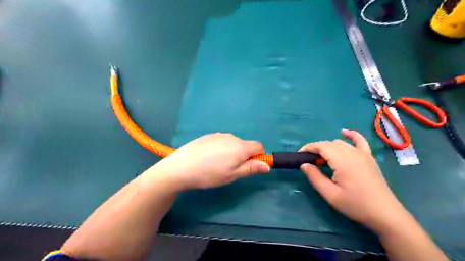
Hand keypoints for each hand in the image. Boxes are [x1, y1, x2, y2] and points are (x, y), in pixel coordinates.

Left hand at [149, 134, 270, 190]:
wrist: (182, 166)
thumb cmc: (210, 174)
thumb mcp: (233, 175)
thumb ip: (251, 169)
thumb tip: (267, 165)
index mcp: (241, 146)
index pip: (259, 146)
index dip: (258, 156)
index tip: (249, 166)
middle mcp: (232, 137)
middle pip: (245, 145)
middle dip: (244, 155)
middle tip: (231, 169)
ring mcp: (219, 135)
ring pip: (233, 143)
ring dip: (232, 152)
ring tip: (218, 164)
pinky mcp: (208, 135)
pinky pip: (221, 141)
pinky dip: (221, 148)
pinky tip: (208, 158)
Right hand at [301, 130, 406, 230]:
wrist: (385, 213)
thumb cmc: (355, 205)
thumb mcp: (330, 194)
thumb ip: (315, 178)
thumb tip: (303, 165)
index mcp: (342, 161)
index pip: (321, 146)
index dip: (308, 148)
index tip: (299, 155)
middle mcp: (352, 153)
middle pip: (329, 143)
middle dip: (316, 149)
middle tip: (309, 162)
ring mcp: (362, 154)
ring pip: (340, 143)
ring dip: (328, 147)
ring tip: (322, 159)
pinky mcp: (369, 157)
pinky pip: (360, 141)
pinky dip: (351, 135)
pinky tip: (344, 132)